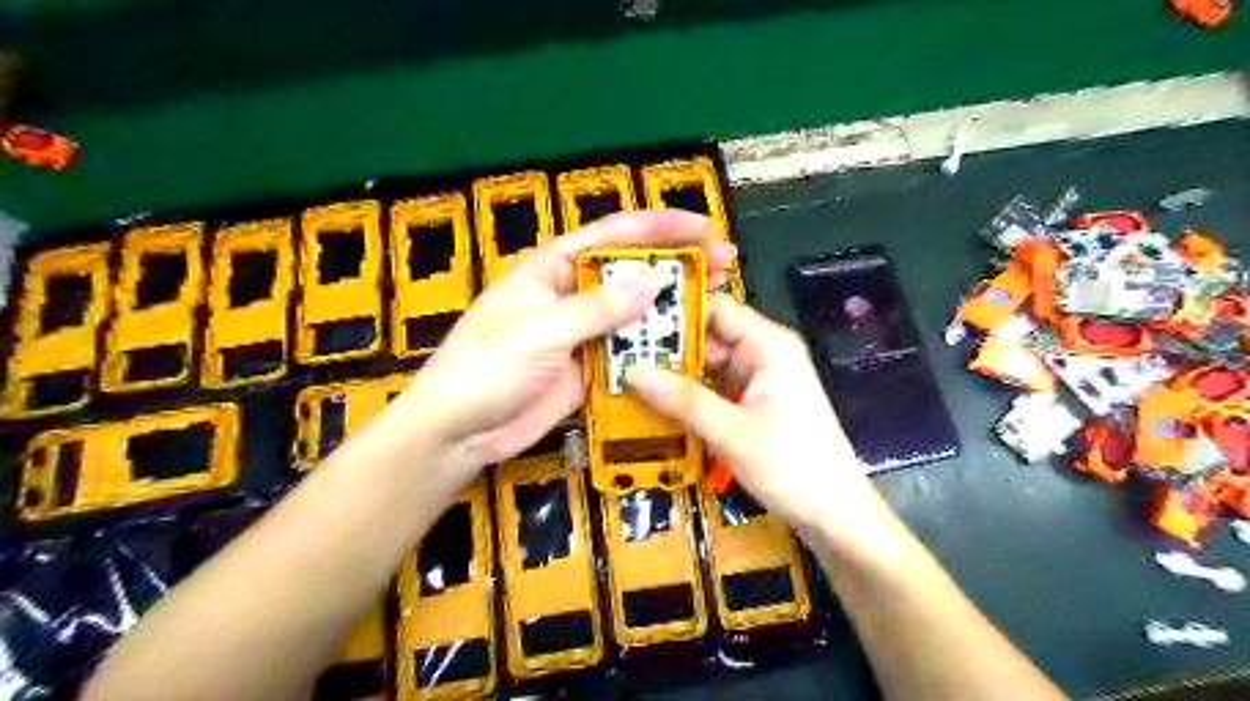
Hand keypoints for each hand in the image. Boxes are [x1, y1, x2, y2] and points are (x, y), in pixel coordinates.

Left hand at [399, 212, 733, 490]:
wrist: (458, 432)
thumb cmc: (486, 369)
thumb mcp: (540, 331)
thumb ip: (597, 308)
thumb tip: (654, 279)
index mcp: (552, 269)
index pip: (611, 236)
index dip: (659, 226)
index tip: (703, 227)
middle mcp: (571, 294)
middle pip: (631, 272)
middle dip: (677, 264)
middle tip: (726, 264)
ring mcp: (582, 333)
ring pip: (635, 314)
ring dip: (673, 309)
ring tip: (719, 303)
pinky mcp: (589, 367)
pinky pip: (629, 352)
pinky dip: (657, 349)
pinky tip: (689, 347)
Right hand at [635, 295, 899, 557]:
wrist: (836, 518)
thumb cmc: (794, 467)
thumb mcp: (733, 432)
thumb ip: (684, 400)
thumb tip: (631, 372)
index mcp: (769, 345)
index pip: (715, 309)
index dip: (675, 312)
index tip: (630, 321)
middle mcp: (763, 355)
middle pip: (708, 338)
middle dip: (667, 349)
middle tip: (616, 355)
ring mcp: (758, 383)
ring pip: (707, 368)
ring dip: (673, 376)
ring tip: (624, 378)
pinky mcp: (752, 408)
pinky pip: (713, 393)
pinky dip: (687, 399)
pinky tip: (652, 406)